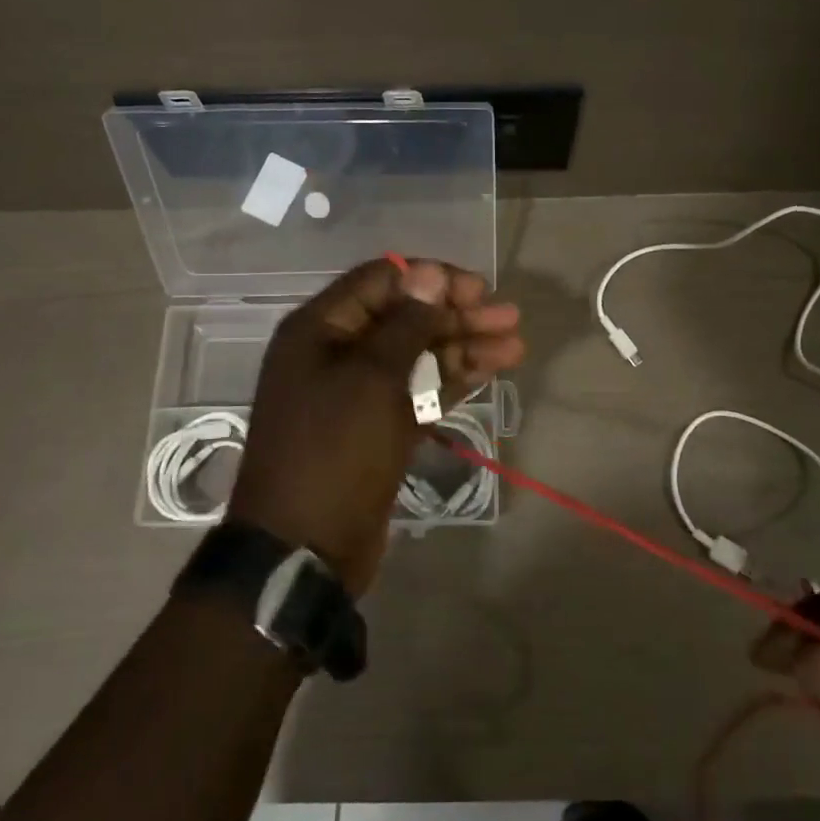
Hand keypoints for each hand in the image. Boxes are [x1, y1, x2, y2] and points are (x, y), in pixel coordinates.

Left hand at [229, 257, 523, 594]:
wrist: (305, 547)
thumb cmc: (334, 451)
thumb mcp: (371, 379)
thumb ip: (405, 324)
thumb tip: (429, 272)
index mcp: (320, 329)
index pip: (382, 280)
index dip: (431, 280)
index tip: (478, 291)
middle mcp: (337, 352)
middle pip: (404, 317)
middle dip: (456, 315)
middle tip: (509, 319)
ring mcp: (358, 392)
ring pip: (416, 355)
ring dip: (463, 347)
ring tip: (514, 346)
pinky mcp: (377, 427)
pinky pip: (417, 391)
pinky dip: (451, 380)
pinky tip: (489, 371)